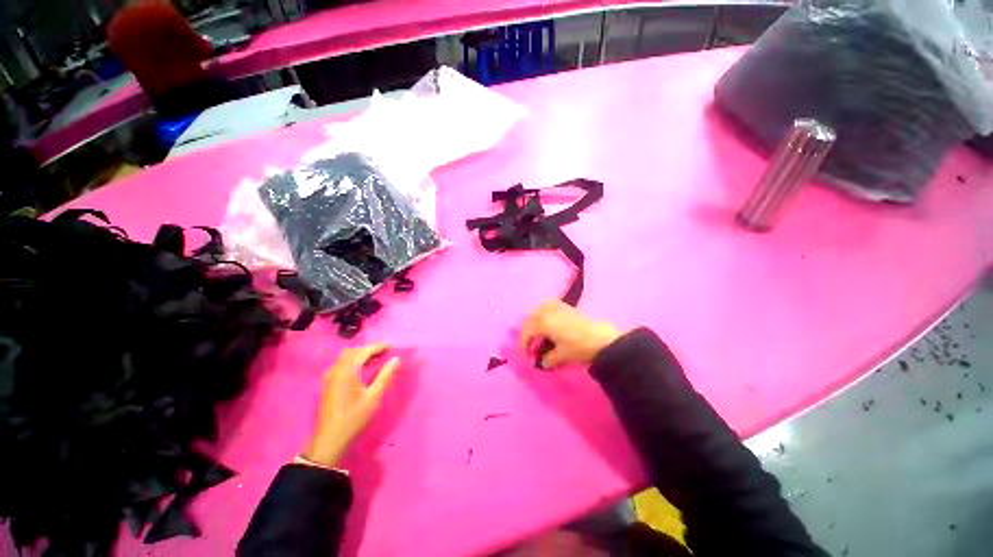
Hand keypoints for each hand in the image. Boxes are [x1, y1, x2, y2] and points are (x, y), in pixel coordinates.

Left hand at [302, 344, 399, 466]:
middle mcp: (336, 370)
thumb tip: (396, 359)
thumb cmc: (354, 417)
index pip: (364, 351)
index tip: (392, 346)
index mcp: (347, 371)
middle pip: (354, 351)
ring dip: (362, 354)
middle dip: (370, 349)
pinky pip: (342, 364)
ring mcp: (330, 376)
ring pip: (347, 357)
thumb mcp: (374, 397)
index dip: (379, 346)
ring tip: (377, 358)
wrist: (330, 439)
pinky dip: (354, 361)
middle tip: (386, 352)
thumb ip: (386, 376)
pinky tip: (362, 369)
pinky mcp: (329, 383)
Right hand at [521, 300, 621, 368]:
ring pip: (537, 311)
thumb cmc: (579, 347)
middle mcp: (546, 311)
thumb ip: (548, 359)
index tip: (527, 356)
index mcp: (542, 322)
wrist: (603, 338)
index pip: (527, 332)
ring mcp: (556, 306)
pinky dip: (544, 315)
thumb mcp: (561, 356)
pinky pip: (548, 307)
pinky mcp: (565, 306)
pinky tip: (549, 325)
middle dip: (527, 332)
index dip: (524, 344)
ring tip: (538, 335)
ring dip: (534, 322)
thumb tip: (543, 362)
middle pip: (529, 319)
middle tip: (531, 345)